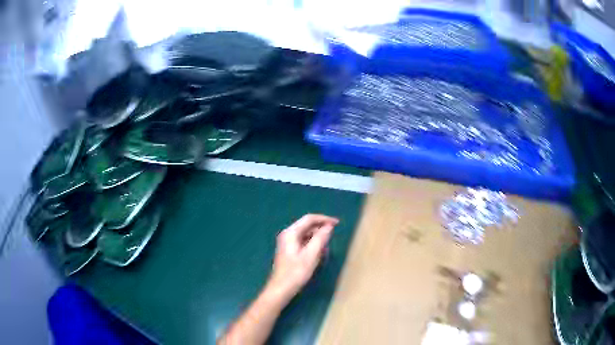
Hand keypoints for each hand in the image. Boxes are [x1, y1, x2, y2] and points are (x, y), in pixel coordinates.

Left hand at [265, 214, 338, 302]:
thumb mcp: (311, 255)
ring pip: (306, 235)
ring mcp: (287, 243)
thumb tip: (329, 227)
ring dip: (317, 238)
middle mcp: (287, 234)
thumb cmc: (296, 272)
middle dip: (321, 229)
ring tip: (327, 247)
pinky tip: (319, 253)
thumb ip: (320, 238)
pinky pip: (303, 242)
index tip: (337, 223)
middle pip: (307, 226)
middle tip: (333, 236)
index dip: (324, 219)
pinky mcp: (289, 251)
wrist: (281, 288)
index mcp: (291, 233)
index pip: (309, 219)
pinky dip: (312, 245)